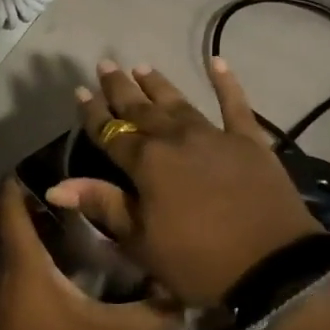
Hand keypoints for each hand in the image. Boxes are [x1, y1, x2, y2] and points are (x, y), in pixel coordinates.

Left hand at [0, 178, 178, 329]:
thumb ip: (148, 314)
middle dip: (41, 195)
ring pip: (14, 240)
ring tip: (84, 216)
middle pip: (12, 213)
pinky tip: (71, 263)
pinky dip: (37, 251)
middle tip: (85, 184)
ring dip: (40, 224)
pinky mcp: (1, 308)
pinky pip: (15, 263)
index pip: (8, 196)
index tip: (62, 157)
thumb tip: (184, 295)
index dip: (26, 171)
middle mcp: (2, 262)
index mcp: (19, 255)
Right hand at [47, 59, 324, 306]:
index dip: (93, 112)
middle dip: (121, 88)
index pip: (111, 131)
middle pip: (141, 109)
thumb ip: (102, 205)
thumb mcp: (141, 242)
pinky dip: (226, 82)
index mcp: (146, 163)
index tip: (80, 91)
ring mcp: (214, 135)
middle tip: (106, 64)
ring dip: (158, 85)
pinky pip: (235, 105)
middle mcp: (176, 138)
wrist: (273, 268)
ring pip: (179, 102)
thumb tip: (55, 187)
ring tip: (142, 67)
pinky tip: (217, 61)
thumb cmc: (198, 262)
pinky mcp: (249, 141)